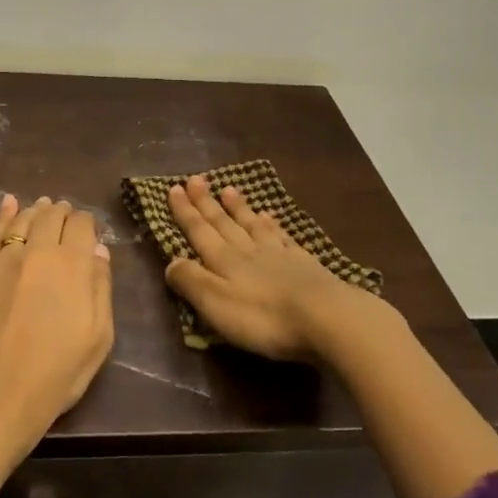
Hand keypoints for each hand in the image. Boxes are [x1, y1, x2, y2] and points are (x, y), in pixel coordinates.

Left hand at [0, 195, 114, 443]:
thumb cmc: (56, 374)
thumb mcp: (98, 337)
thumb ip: (100, 288)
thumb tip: (98, 250)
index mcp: (73, 265)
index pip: (82, 225)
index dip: (88, 224)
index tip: (89, 234)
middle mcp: (39, 251)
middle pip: (52, 216)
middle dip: (63, 213)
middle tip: (67, 216)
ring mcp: (5, 259)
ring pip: (24, 219)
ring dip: (37, 210)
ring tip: (44, 206)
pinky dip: (3, 214)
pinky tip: (8, 203)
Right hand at [163, 175, 372, 361]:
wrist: (326, 318)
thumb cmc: (264, 317)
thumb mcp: (216, 304)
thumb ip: (191, 281)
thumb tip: (171, 262)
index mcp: (224, 260)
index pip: (199, 231)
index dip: (185, 211)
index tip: (174, 188)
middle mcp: (248, 250)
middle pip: (223, 222)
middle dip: (206, 202)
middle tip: (196, 179)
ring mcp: (278, 254)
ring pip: (252, 224)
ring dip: (238, 207)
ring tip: (228, 189)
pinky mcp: (304, 264)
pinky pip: (282, 236)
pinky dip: (272, 224)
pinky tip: (270, 216)